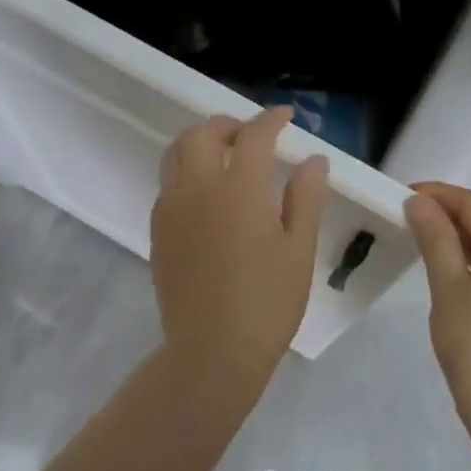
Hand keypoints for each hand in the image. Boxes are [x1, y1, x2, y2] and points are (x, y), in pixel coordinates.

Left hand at [150, 108, 330, 390]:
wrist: (211, 352)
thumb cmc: (267, 303)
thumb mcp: (299, 250)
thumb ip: (306, 198)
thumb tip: (313, 160)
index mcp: (238, 189)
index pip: (253, 136)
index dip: (271, 121)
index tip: (286, 118)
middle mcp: (197, 189)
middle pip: (203, 134)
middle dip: (229, 125)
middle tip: (252, 135)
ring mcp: (171, 209)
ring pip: (176, 154)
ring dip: (201, 142)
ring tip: (226, 156)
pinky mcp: (158, 231)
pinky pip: (168, 184)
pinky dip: (186, 171)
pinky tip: (207, 194)